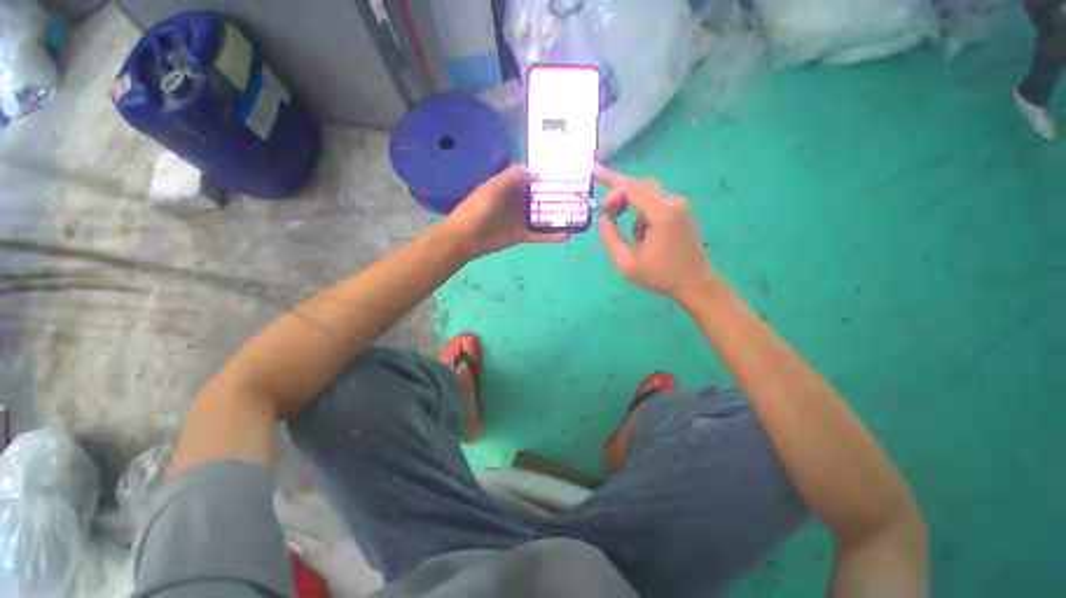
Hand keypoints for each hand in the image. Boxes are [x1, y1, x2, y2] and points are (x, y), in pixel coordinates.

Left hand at [443, 166, 569, 259]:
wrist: (465, 238)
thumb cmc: (478, 209)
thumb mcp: (494, 187)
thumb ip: (514, 176)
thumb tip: (538, 172)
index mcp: (512, 186)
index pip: (534, 178)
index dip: (549, 175)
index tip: (568, 174)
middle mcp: (519, 201)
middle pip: (542, 197)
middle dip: (559, 196)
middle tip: (580, 196)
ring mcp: (521, 219)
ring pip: (544, 216)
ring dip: (559, 216)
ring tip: (578, 215)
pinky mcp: (521, 235)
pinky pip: (540, 234)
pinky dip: (552, 235)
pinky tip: (567, 235)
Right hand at [595, 165, 719, 304]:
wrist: (696, 283)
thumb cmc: (662, 275)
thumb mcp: (628, 263)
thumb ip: (611, 239)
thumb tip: (603, 219)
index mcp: (661, 213)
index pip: (631, 188)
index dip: (612, 193)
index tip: (602, 209)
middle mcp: (673, 203)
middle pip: (640, 184)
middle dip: (617, 189)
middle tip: (598, 183)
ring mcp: (680, 206)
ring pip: (647, 192)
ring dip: (630, 202)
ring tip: (618, 218)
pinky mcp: (682, 212)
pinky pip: (656, 203)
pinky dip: (642, 213)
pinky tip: (641, 235)